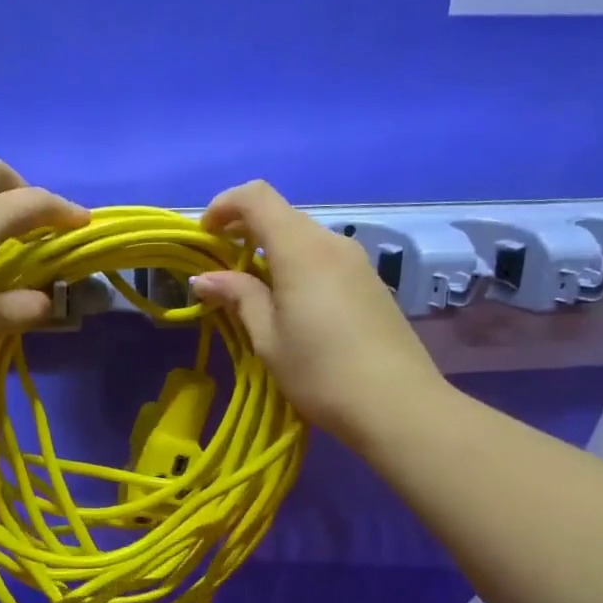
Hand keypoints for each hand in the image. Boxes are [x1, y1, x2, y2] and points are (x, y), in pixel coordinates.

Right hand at [193, 180, 443, 439]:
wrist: (397, 405)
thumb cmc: (320, 372)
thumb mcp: (268, 338)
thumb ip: (238, 297)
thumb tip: (206, 278)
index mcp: (301, 249)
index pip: (256, 197)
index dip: (224, 205)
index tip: (204, 236)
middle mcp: (331, 243)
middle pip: (281, 215)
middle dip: (244, 231)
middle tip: (221, 268)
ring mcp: (356, 261)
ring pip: (303, 238)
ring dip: (271, 251)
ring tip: (252, 292)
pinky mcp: (370, 282)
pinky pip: (323, 258)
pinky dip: (296, 266)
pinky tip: (290, 304)